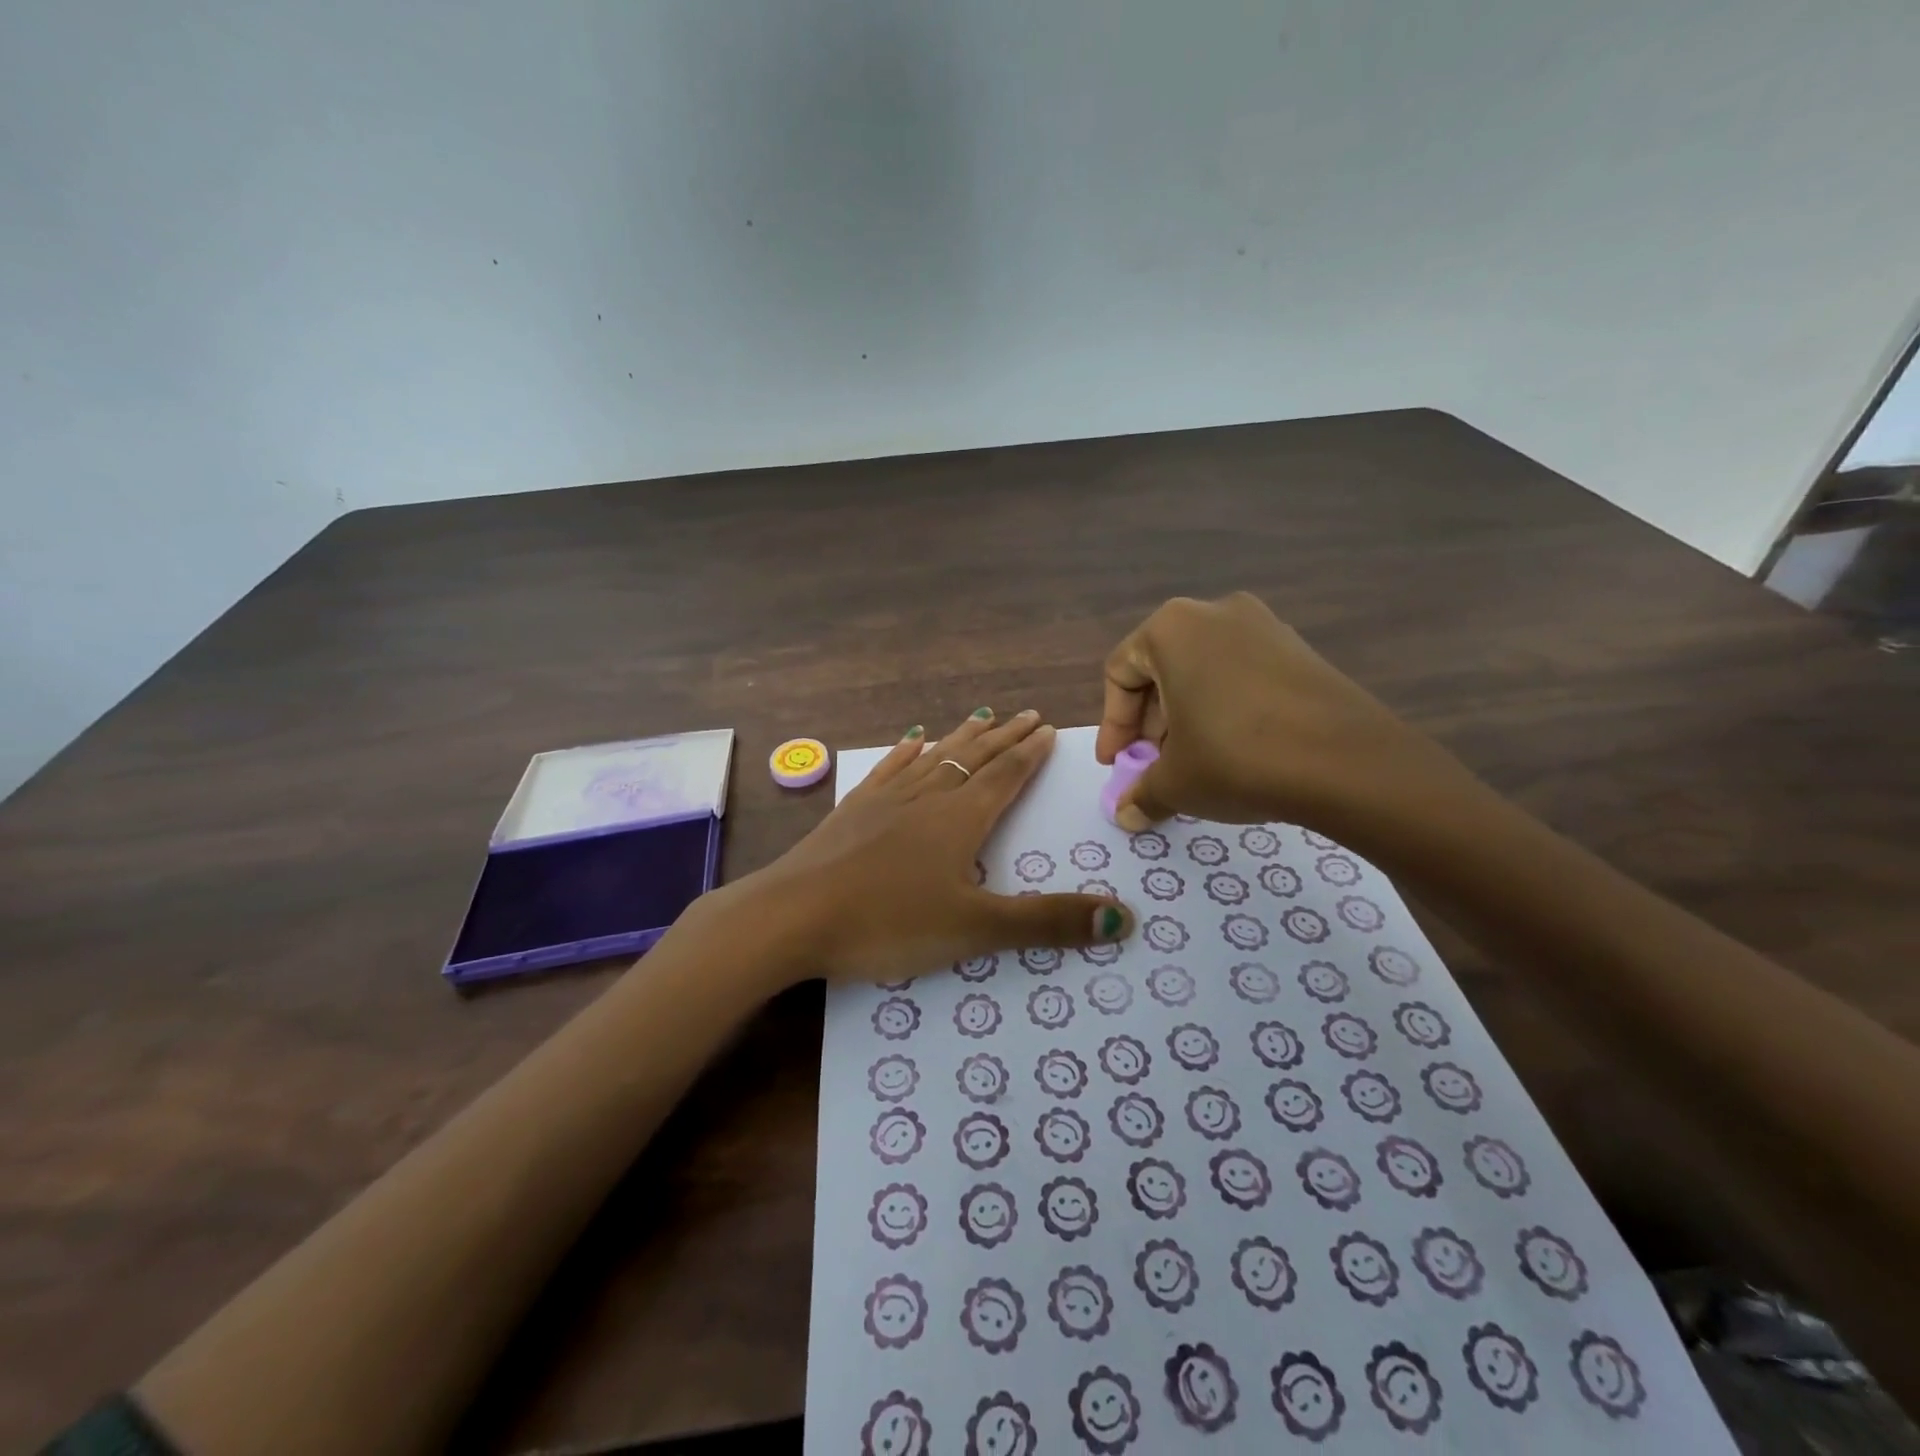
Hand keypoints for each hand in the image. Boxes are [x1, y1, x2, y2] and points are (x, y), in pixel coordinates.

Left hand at [721, 709, 1134, 987]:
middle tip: (1026, 714)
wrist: (791, 916)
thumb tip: (1124, 918)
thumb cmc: (888, 923)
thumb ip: (1047, 923)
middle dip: (1003, 737)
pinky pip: (887, 770)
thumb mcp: (975, 929)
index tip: (1047, 728)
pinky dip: (904, 753)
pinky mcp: (851, 811)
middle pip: (973, 759)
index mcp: (960, 820)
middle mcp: (926, 798)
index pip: (1005, 776)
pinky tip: (910, 740)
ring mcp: (884, 800)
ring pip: (933, 757)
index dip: (1029, 754)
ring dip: (961, 738)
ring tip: (980, 715)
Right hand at [1095, 592, 1474, 836]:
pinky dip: (1226, 708)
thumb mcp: (1175, 782)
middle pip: (1162, 669)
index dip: (1113, 726)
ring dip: (1187, 717)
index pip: (1121, 674)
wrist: (1349, 763)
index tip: (1117, 765)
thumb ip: (1141, 794)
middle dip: (1151, 723)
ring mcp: (1264, 625)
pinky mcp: (1300, 648)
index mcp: (1172, 628)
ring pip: (1203, 672)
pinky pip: (1242, 675)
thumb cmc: (1237, 758)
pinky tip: (1237, 750)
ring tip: (1195, 762)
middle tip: (1155, 765)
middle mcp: (1214, 612)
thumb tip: (1127, 814)